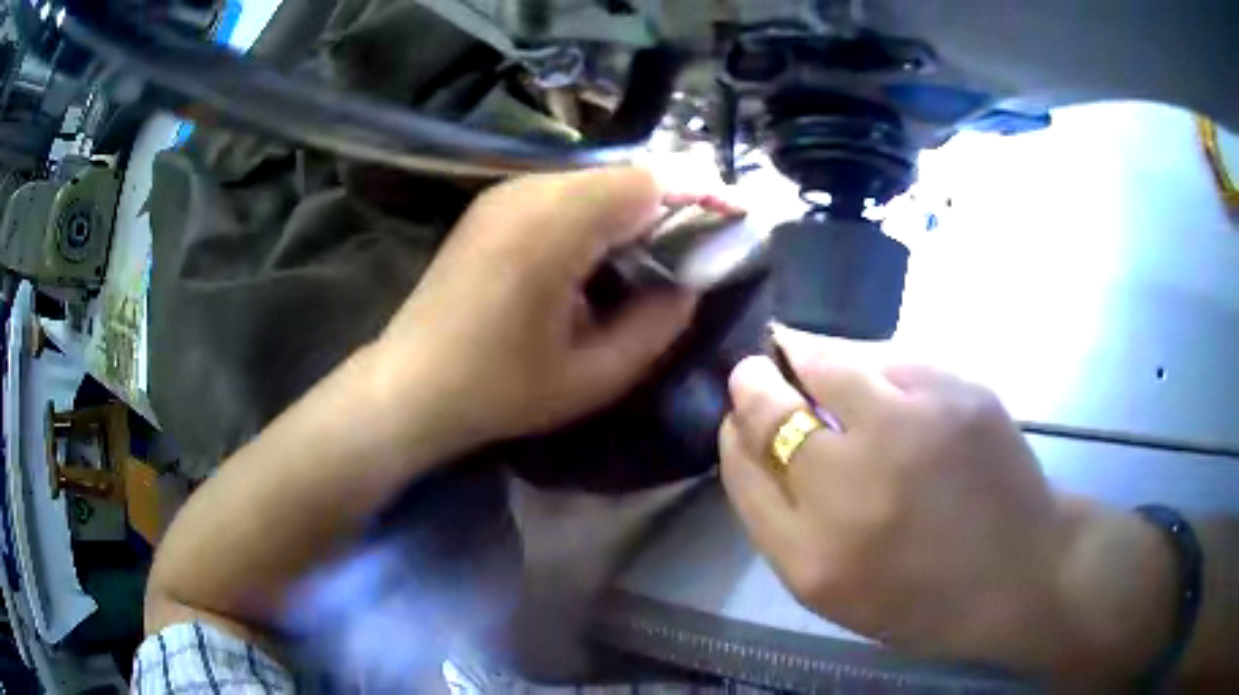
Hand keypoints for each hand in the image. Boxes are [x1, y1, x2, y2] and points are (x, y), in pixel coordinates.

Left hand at [371, 167, 709, 451]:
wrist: (409, 386)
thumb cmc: (499, 390)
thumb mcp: (594, 375)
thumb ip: (658, 323)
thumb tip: (689, 281)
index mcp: (554, 226)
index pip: (649, 181)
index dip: (702, 193)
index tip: (738, 216)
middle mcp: (529, 191)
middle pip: (625, 174)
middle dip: (674, 201)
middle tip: (702, 243)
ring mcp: (505, 193)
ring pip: (596, 180)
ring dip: (636, 207)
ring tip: (659, 252)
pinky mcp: (493, 206)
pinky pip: (565, 193)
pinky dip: (600, 213)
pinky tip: (603, 254)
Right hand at [720, 339, 1173, 672]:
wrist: (1022, 571)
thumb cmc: (924, 597)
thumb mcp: (836, 589)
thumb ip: (786, 521)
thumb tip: (756, 439)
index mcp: (813, 556)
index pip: (743, 468)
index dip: (735, 432)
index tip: (738, 417)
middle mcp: (852, 487)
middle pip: (770, 410)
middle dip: (755, 386)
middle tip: (758, 375)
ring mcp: (910, 429)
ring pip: (825, 360)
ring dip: (807, 358)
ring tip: (811, 361)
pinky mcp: (956, 390)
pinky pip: (886, 355)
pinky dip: (869, 363)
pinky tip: (879, 382)